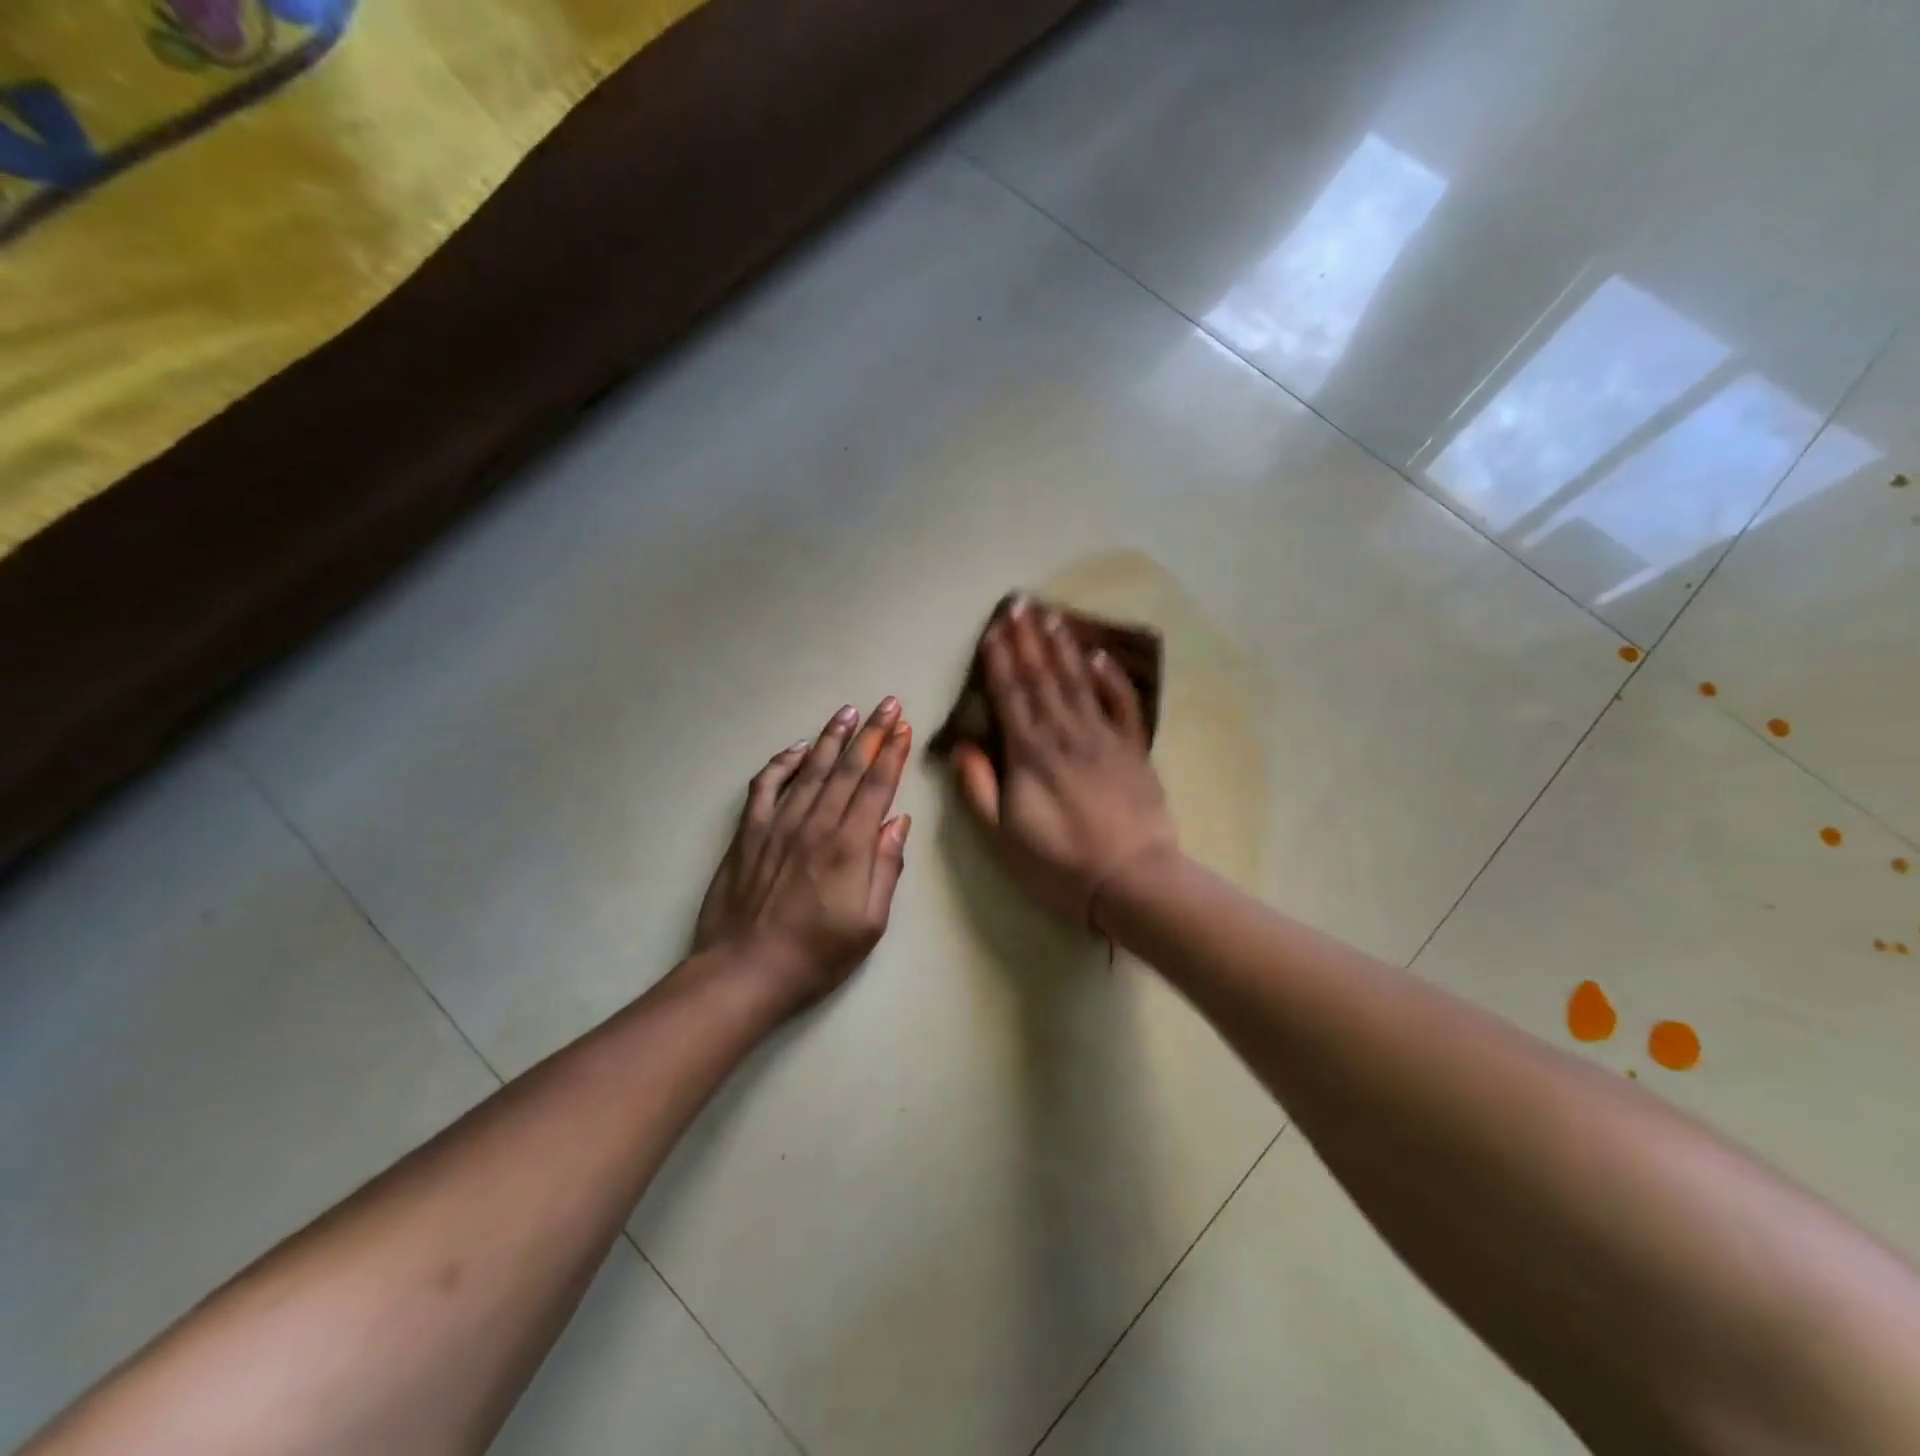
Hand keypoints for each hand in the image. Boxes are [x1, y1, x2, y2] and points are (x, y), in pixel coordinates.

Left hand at [695, 699, 912, 1013]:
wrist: (745, 971)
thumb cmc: (816, 955)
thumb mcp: (869, 924)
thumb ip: (886, 868)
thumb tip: (898, 821)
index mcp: (849, 846)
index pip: (876, 786)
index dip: (892, 753)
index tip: (903, 726)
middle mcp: (815, 824)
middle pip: (847, 768)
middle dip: (871, 733)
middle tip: (886, 703)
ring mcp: (778, 824)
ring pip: (809, 769)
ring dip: (830, 738)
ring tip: (847, 712)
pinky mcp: (749, 833)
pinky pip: (765, 787)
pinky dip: (780, 764)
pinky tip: (795, 749)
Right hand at [951, 598, 1178, 931]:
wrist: (1131, 879)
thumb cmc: (1058, 864)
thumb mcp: (1003, 836)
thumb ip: (979, 788)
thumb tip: (962, 745)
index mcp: (1029, 754)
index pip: (1010, 695)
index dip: (999, 661)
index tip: (993, 630)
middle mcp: (1064, 733)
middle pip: (1043, 677)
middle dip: (1028, 640)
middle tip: (1019, 604)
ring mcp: (1103, 737)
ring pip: (1078, 681)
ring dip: (1063, 647)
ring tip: (1051, 615)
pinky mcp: (1133, 748)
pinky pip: (1121, 703)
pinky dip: (1110, 677)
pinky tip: (1099, 655)